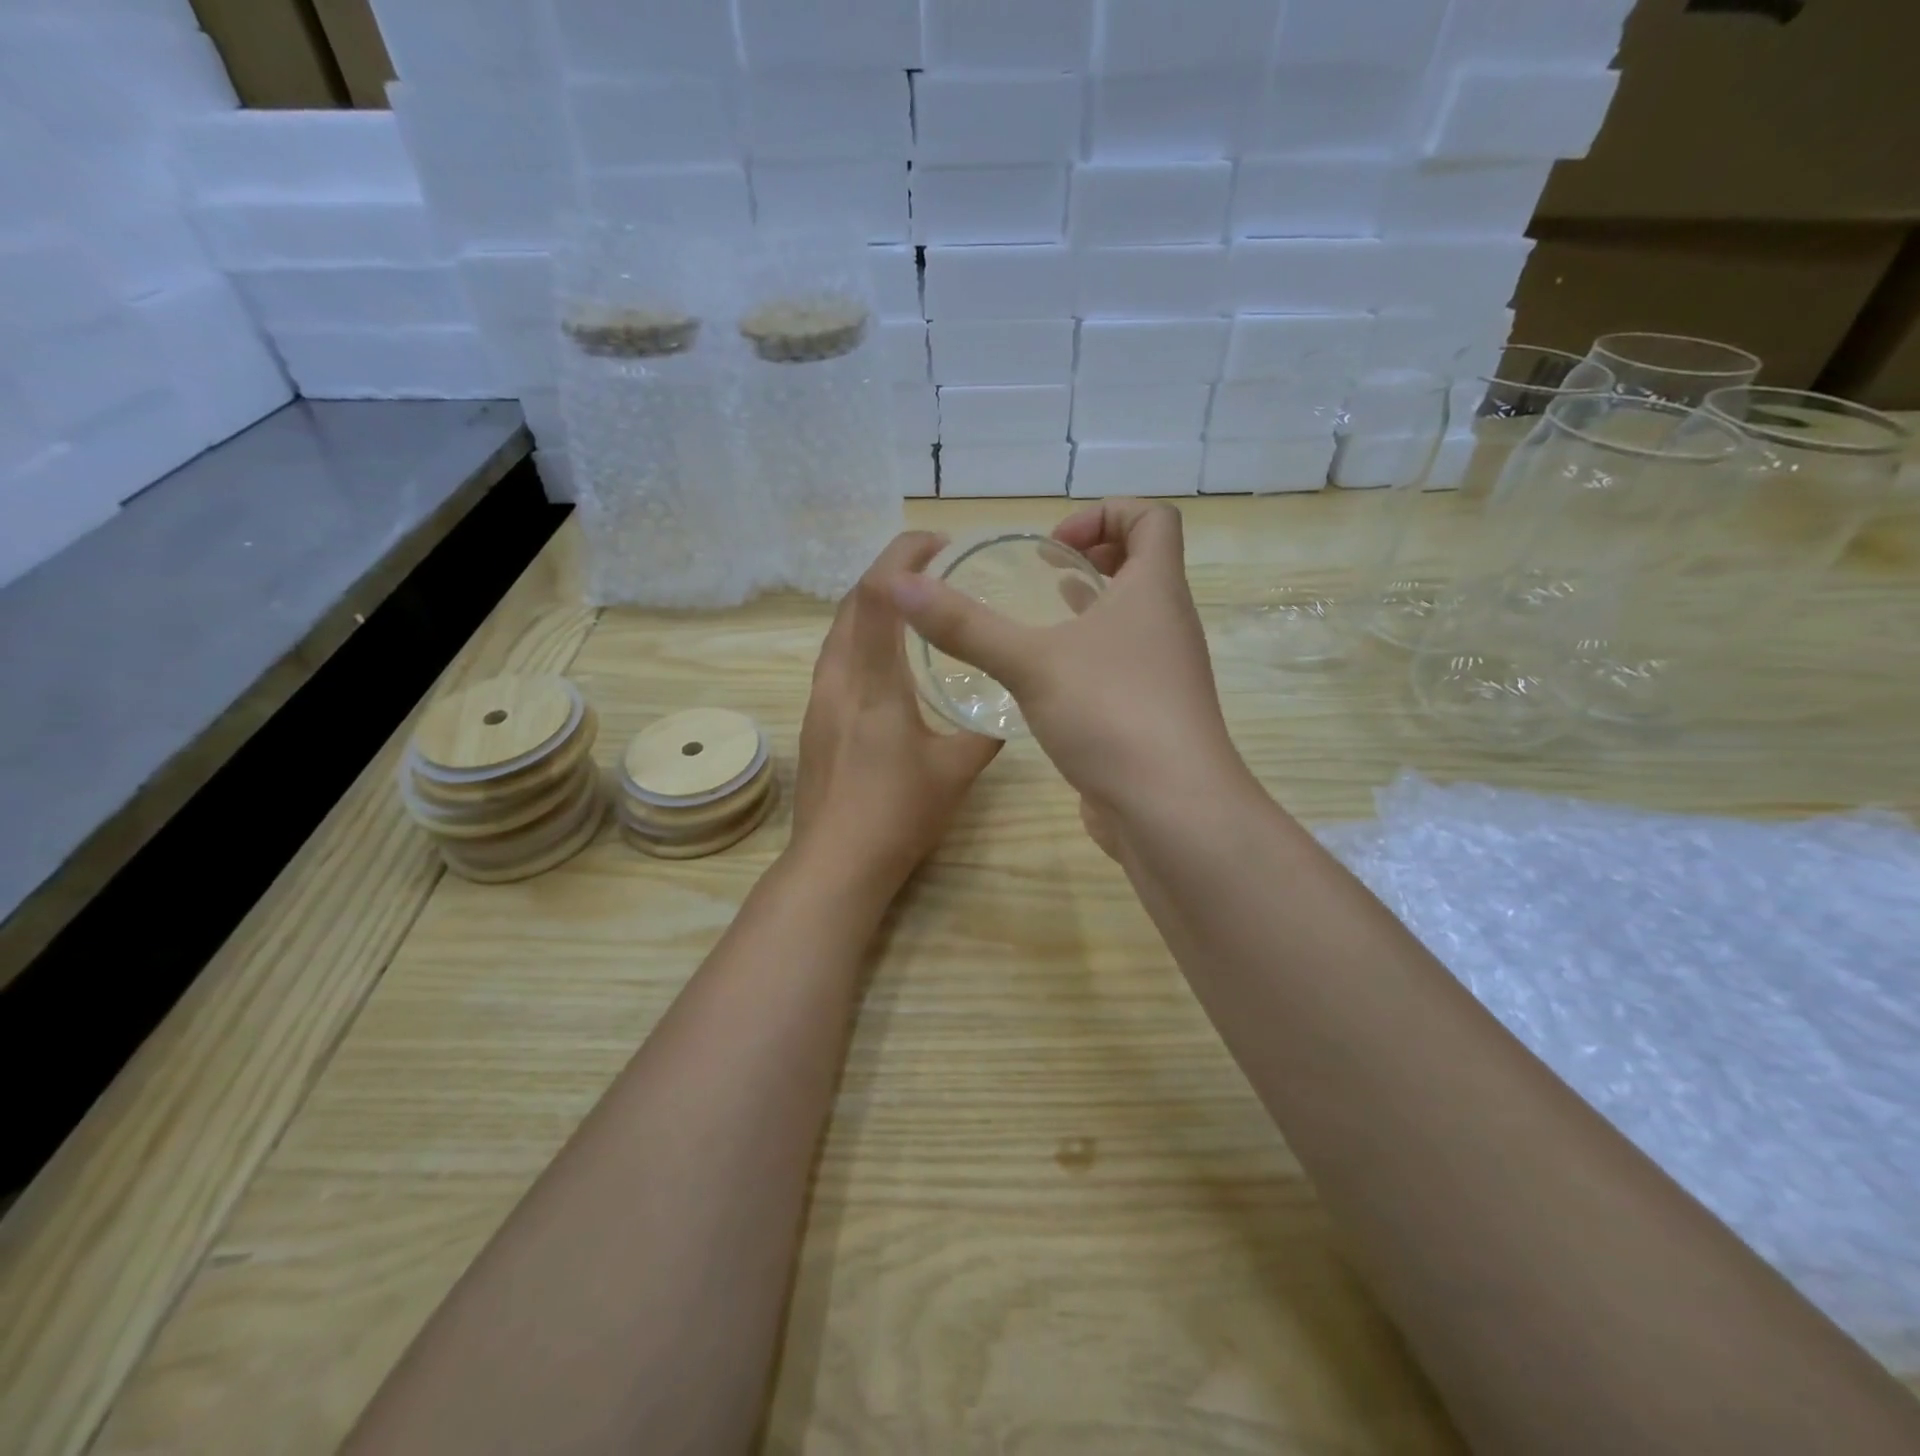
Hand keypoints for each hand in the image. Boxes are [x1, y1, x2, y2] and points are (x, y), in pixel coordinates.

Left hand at [789, 532, 1001, 896]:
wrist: (836, 862)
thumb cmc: (898, 814)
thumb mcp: (957, 770)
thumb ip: (985, 731)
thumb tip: (1008, 708)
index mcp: (873, 682)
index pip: (876, 594)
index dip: (903, 556)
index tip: (941, 546)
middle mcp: (837, 678)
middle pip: (852, 601)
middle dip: (890, 572)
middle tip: (934, 569)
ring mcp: (819, 698)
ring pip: (839, 629)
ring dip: (873, 603)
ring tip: (915, 605)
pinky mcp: (814, 718)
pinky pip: (837, 656)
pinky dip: (862, 635)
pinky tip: (889, 657)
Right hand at [889, 500, 1249, 841]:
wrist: (1170, 811)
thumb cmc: (1111, 714)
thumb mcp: (1030, 663)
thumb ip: (965, 626)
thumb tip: (899, 585)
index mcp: (1155, 591)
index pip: (1154, 518)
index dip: (1106, 512)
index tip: (1055, 542)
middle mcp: (1168, 625)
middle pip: (1145, 565)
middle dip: (1095, 556)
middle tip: (1045, 572)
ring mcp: (1164, 674)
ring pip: (1132, 620)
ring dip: (1091, 608)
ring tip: (1042, 614)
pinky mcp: (1150, 715)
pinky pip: (1123, 665)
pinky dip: (1089, 656)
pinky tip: (1048, 680)